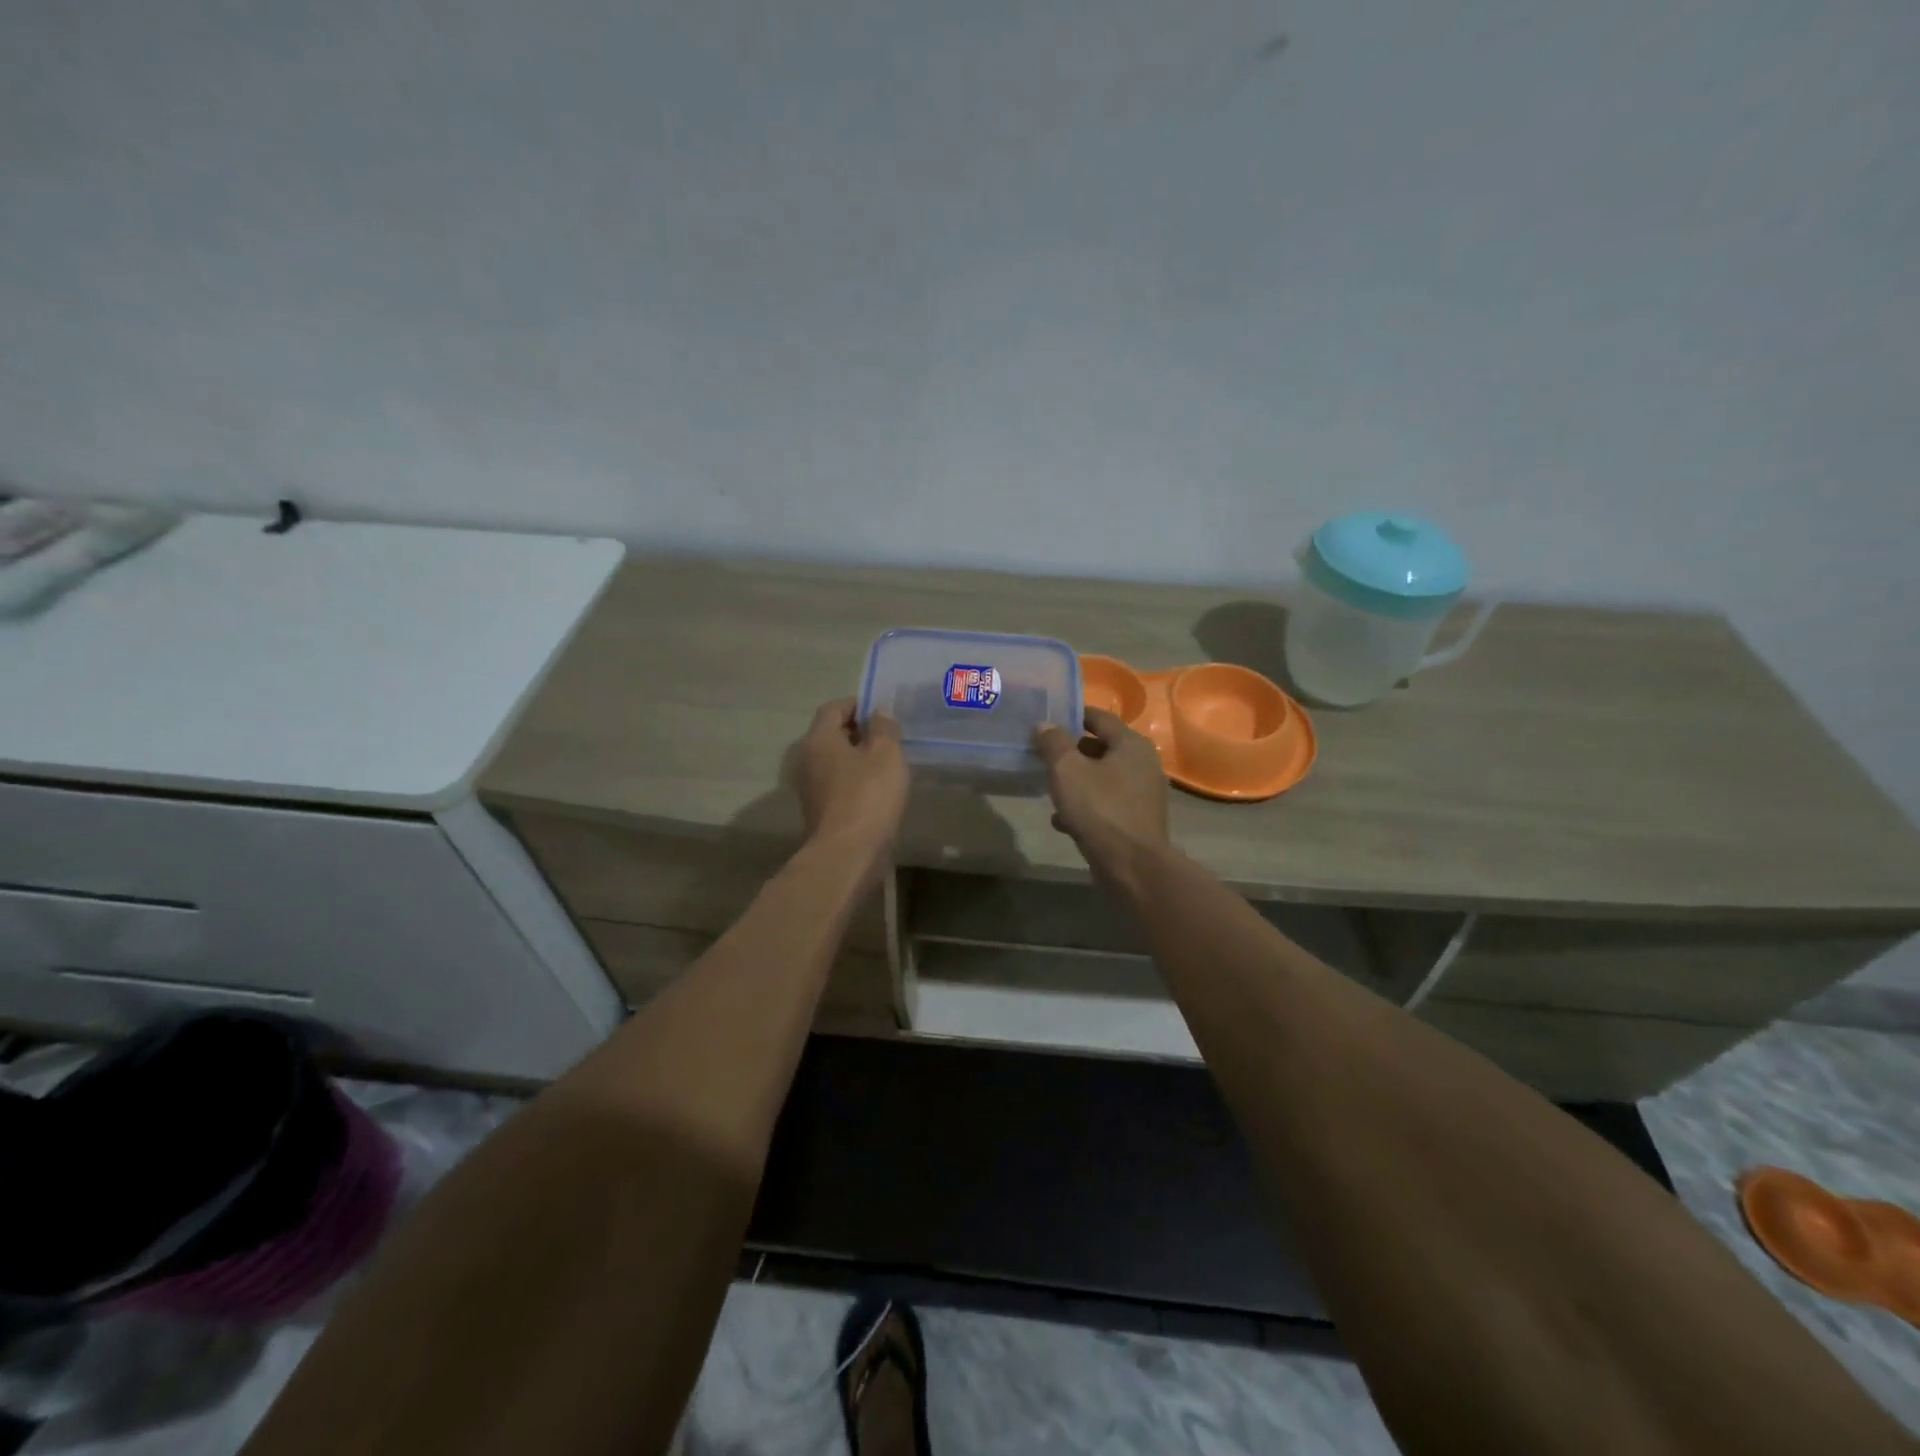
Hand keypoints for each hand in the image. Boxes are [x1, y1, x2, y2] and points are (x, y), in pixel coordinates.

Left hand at [793, 698, 908, 878]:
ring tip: (888, 763)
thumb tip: (879, 711)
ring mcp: (810, 788)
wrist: (847, 855)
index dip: (858, 704)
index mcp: (819, 739)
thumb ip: (884, 728)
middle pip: (832, 735)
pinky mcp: (820, 811)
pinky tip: (879, 790)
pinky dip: (856, 781)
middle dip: (859, 731)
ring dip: (858, 758)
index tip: (882, 710)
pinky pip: (838, 784)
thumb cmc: (868, 797)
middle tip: (889, 736)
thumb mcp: (886, 755)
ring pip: (835, 761)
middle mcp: (807, 759)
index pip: (834, 708)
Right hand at [1033, 708, 1170, 882]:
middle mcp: (1143, 764)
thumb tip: (1045, 725)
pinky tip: (1063, 820)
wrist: (1132, 866)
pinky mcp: (1138, 820)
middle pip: (1103, 748)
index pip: (1100, 717)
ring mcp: (1144, 794)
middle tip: (1045, 755)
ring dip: (1078, 781)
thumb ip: (1053, 743)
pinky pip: (1108, 803)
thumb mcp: (1067, 770)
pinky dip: (1087, 806)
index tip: (1049, 720)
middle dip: (1073, 751)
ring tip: (1051, 787)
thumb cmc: (1100, 809)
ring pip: (1104, 778)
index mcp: (1131, 744)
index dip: (1073, 716)